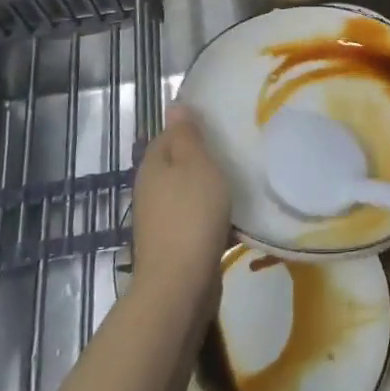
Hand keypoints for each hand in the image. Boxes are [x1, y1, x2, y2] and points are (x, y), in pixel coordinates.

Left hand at [129, 105, 230, 317]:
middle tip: (234, 153)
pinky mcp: (173, 245)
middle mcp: (150, 189)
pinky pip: (194, 220)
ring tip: (239, 184)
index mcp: (152, 164)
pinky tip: (234, 220)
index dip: (192, 129)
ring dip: (207, 190)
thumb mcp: (195, 164)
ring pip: (186, 193)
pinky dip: (211, 217)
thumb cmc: (190, 214)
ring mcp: (159, 220)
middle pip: (177, 165)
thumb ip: (186, 135)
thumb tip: (173, 106)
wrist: (179, 285)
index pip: (169, 134)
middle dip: (201, 160)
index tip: (220, 126)